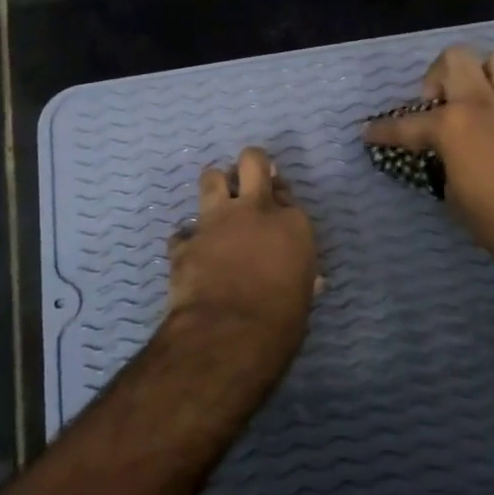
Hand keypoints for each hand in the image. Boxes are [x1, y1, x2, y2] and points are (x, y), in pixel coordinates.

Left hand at [165, 146, 318, 362]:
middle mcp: (255, 211)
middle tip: (248, 178)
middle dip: (251, 164)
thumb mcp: (303, 297)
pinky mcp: (185, 242)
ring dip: (215, 186)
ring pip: (211, 178)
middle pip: (252, 161)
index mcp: (292, 224)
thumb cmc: (281, 320)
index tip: (277, 208)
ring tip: (217, 202)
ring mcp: (216, 222)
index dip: (280, 198)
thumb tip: (311, 280)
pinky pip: (183, 231)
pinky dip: (186, 240)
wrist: (229, 333)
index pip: (287, 193)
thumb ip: (301, 277)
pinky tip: (190, 253)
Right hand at [363, 46, 493, 271]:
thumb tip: (448, 156)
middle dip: (442, 74)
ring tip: (487, 100)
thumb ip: (446, 163)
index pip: (407, 124)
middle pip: (456, 57)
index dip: (384, 130)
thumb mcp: (455, 195)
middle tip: (443, 101)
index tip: (370, 132)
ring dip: (487, 75)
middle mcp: (485, 102)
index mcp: (453, 126)